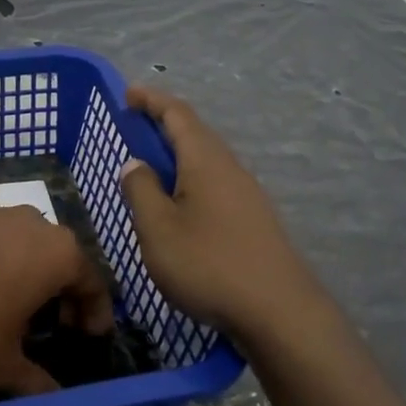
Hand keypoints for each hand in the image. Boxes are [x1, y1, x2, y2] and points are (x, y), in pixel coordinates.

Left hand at [0, 204, 114, 395]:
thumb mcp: (0, 363)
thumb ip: (33, 382)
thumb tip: (53, 401)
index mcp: (58, 254)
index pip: (92, 282)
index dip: (95, 312)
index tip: (91, 335)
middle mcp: (33, 223)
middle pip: (60, 258)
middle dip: (61, 292)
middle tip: (54, 325)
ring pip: (24, 244)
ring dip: (26, 273)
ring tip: (10, 307)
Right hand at [118, 86, 321, 342]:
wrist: (279, 312)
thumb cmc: (209, 264)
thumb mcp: (158, 229)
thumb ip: (141, 191)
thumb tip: (136, 164)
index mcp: (205, 161)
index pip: (177, 114)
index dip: (151, 100)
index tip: (127, 93)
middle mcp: (230, 168)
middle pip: (196, 133)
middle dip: (164, 124)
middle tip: (134, 128)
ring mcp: (247, 194)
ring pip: (207, 160)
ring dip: (178, 154)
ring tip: (152, 167)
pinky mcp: (254, 220)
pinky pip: (215, 183)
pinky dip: (191, 179)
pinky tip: (181, 204)